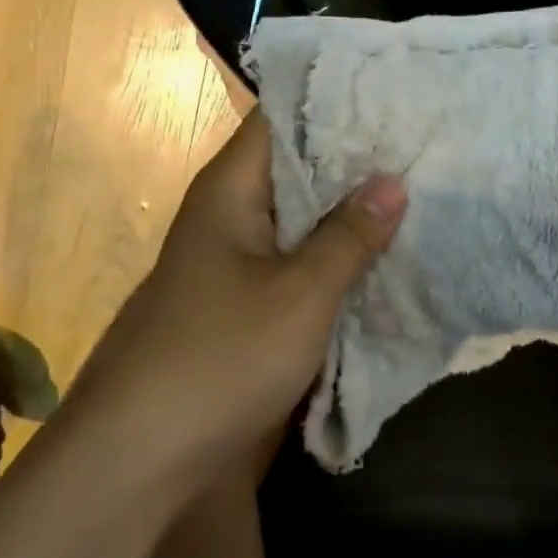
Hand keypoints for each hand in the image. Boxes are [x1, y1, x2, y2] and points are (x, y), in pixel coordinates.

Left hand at [74, 111, 405, 479]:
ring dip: (347, 207)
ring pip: (300, 213)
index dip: (333, 99)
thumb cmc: (220, 357)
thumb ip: (349, 235)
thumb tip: (392, 180)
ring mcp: (235, 257)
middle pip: (296, 164)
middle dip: (353, 155)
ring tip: (415, 183)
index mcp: (231, 188)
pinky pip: (296, 256)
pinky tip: (381, 249)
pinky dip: (333, 250)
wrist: (137, 463)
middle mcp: (229, 211)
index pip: (281, 116)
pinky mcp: (243, 299)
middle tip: (419, 138)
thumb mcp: (301, 293)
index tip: (390, 94)